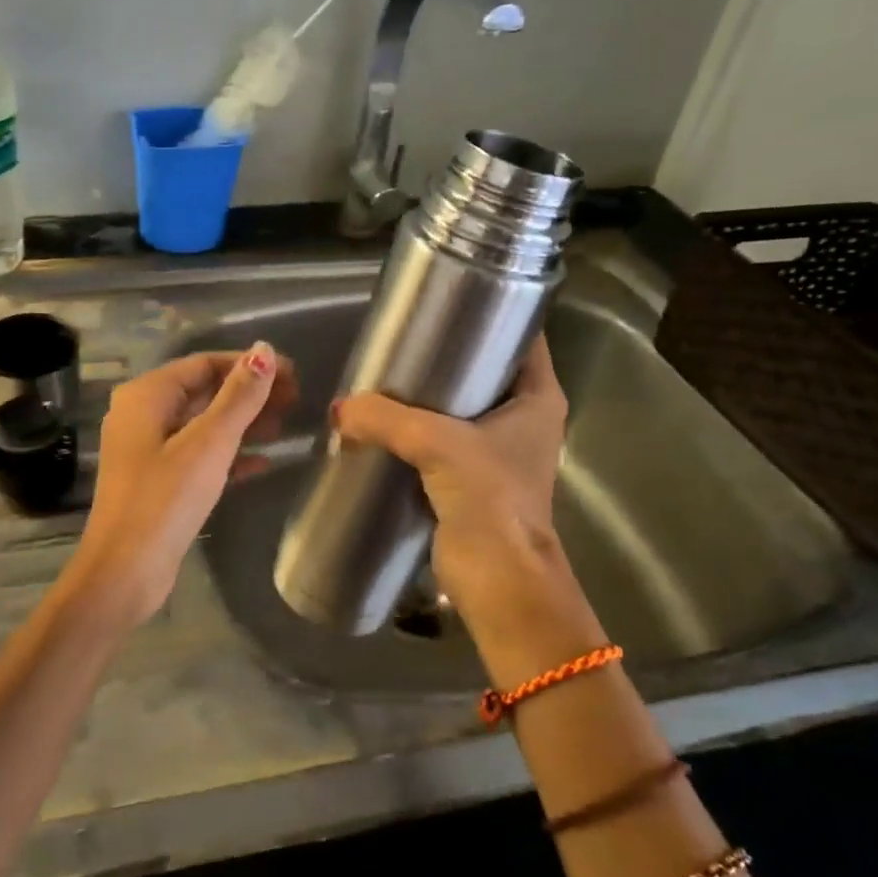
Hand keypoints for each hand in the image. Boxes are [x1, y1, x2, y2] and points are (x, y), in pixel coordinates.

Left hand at [63, 342, 296, 627]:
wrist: (125, 572)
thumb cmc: (165, 500)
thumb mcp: (209, 443)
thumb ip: (239, 396)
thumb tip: (265, 350)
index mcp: (147, 395)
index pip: (204, 363)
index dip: (249, 365)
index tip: (292, 374)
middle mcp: (142, 415)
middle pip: (204, 392)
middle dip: (249, 394)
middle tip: (295, 401)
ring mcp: (148, 450)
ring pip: (203, 425)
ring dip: (243, 423)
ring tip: (286, 427)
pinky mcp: (158, 481)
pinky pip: (199, 455)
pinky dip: (229, 455)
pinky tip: (264, 463)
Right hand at [332, 336, 589, 631]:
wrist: (501, 580)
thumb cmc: (490, 500)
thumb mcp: (438, 445)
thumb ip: (386, 418)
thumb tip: (339, 409)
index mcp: (538, 397)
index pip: (522, 337)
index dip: (492, 311)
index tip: (449, 296)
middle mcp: (524, 417)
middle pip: (486, 368)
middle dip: (447, 351)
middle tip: (403, 334)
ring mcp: (499, 449)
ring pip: (461, 404)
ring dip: (428, 393)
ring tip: (387, 370)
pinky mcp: (473, 478)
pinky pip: (443, 438)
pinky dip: (418, 427)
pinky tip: (384, 417)